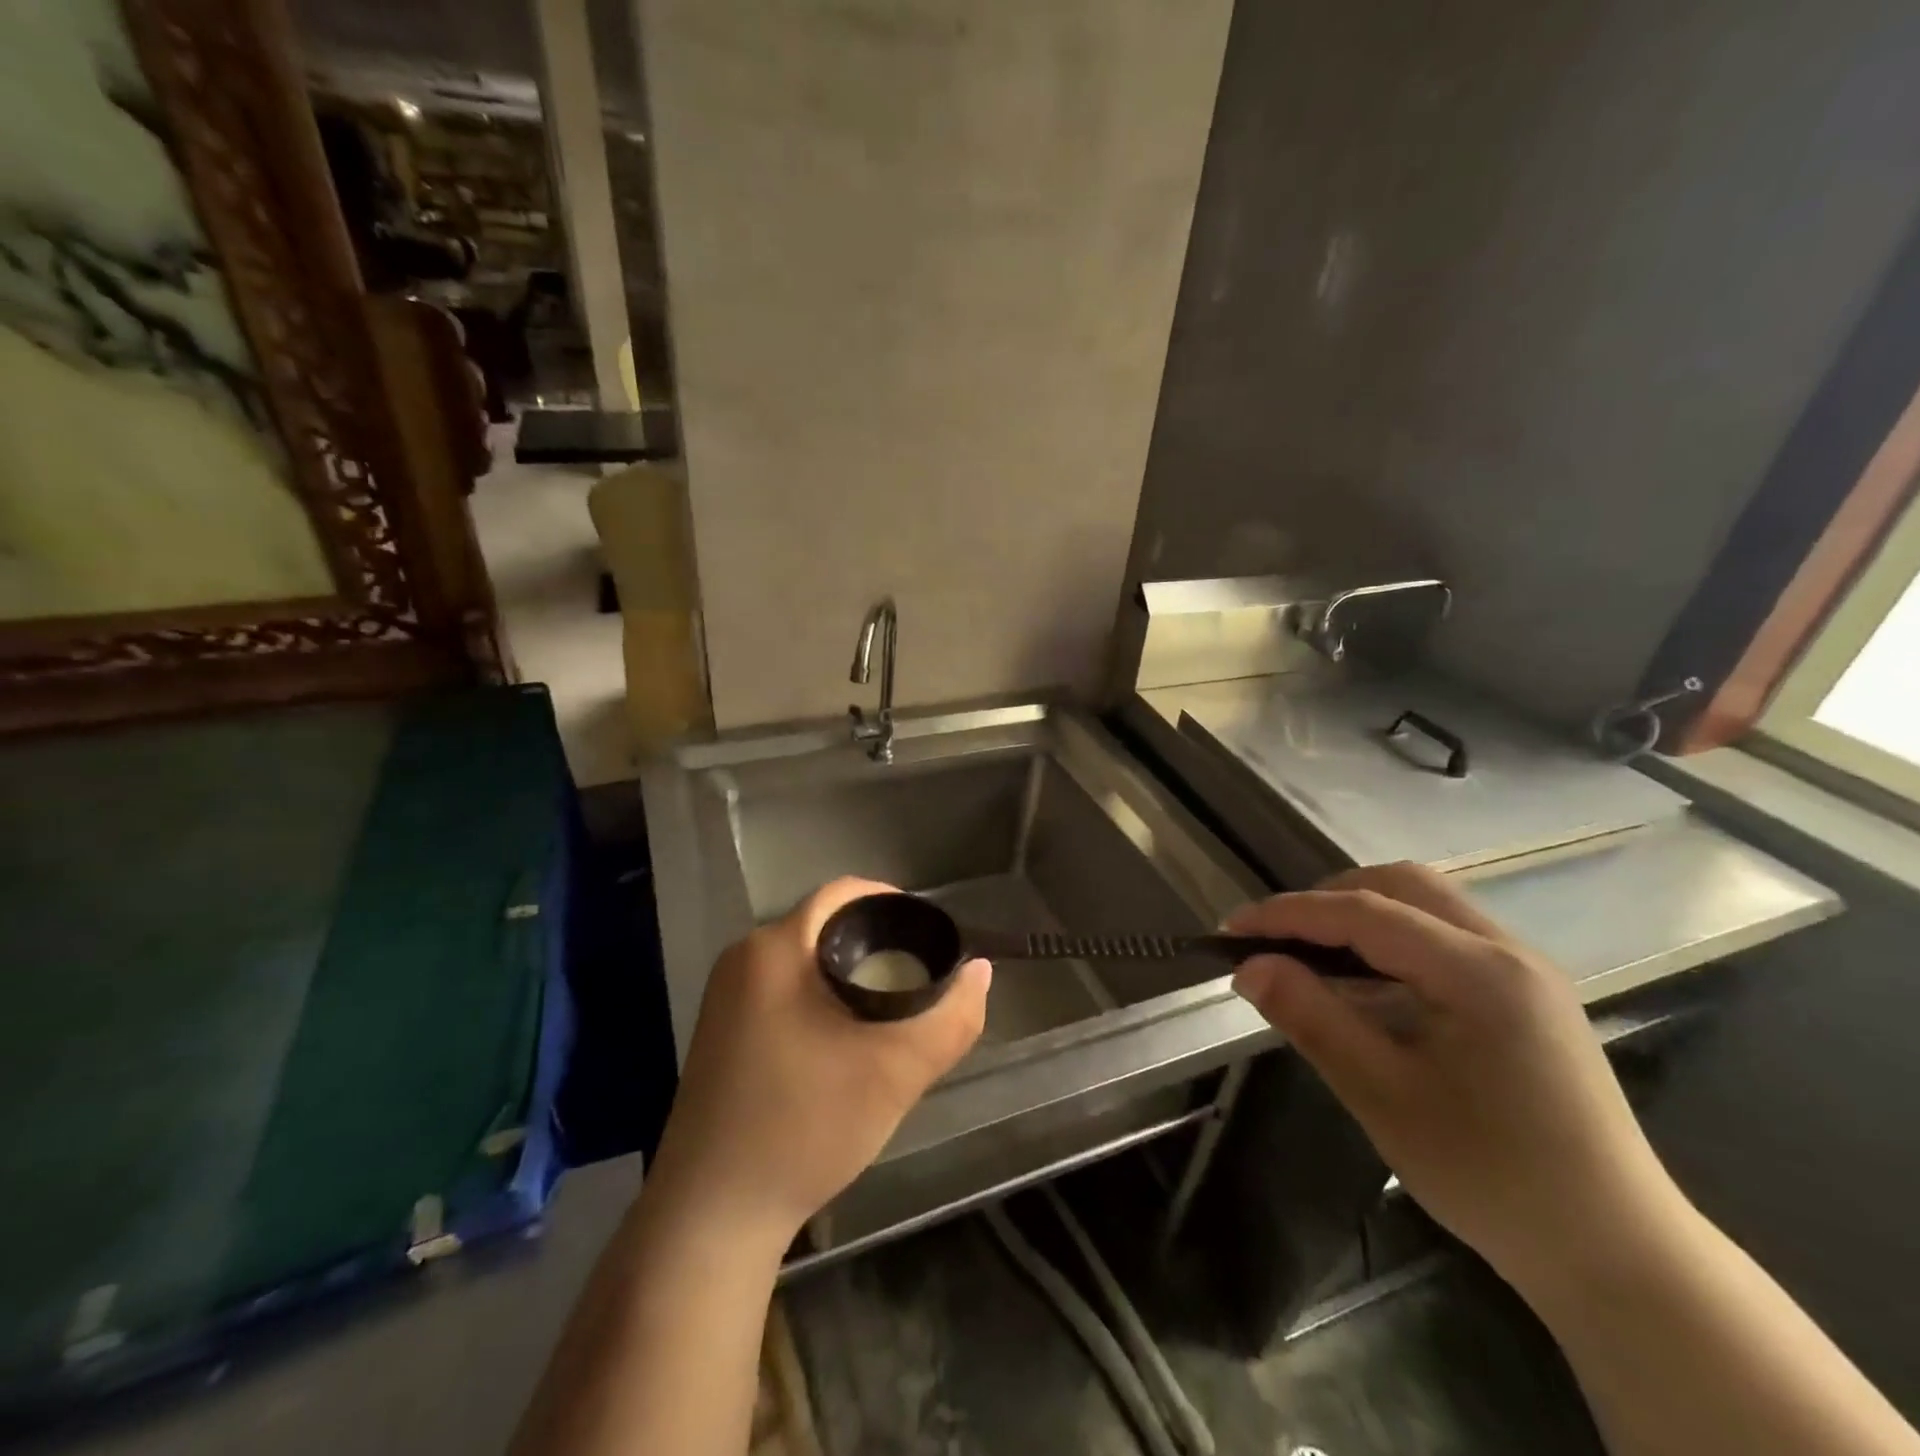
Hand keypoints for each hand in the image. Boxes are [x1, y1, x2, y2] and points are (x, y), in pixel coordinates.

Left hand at [647, 878, 990, 1249]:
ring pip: (804, 961)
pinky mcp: (719, 1031)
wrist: (711, 1218)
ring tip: (890, 1010)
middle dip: (875, 944)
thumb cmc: (804, 1127)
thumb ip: (950, 1018)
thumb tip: (980, 972)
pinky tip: (843, 1040)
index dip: (893, 904)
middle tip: (919, 978)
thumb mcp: (894, 1072)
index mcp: (775, 949)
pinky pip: (782, 989)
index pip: (844, 894)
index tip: (930, 938)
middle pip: (824, 926)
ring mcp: (724, 996)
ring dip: (848, 973)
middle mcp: (743, 958)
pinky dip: (820, 997)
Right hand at [1228, 863, 1687, 1296]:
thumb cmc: (1495, 1178)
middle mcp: (1508, 951)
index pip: (1363, 912)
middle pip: (1401, 884)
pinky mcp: (1527, 994)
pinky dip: (1391, 939)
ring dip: (1359, 914)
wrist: (1619, 1256)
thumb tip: (1250, 967)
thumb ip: (1313, 1019)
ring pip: (1426, 903)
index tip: (1229, 930)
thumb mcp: (1384, 1097)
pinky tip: (1365, 983)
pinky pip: (1444, 936)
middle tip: (1275, 940)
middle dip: (1327, 899)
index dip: (1288, 914)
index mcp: (1479, 972)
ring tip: (1310, 955)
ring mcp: (1524, 970)